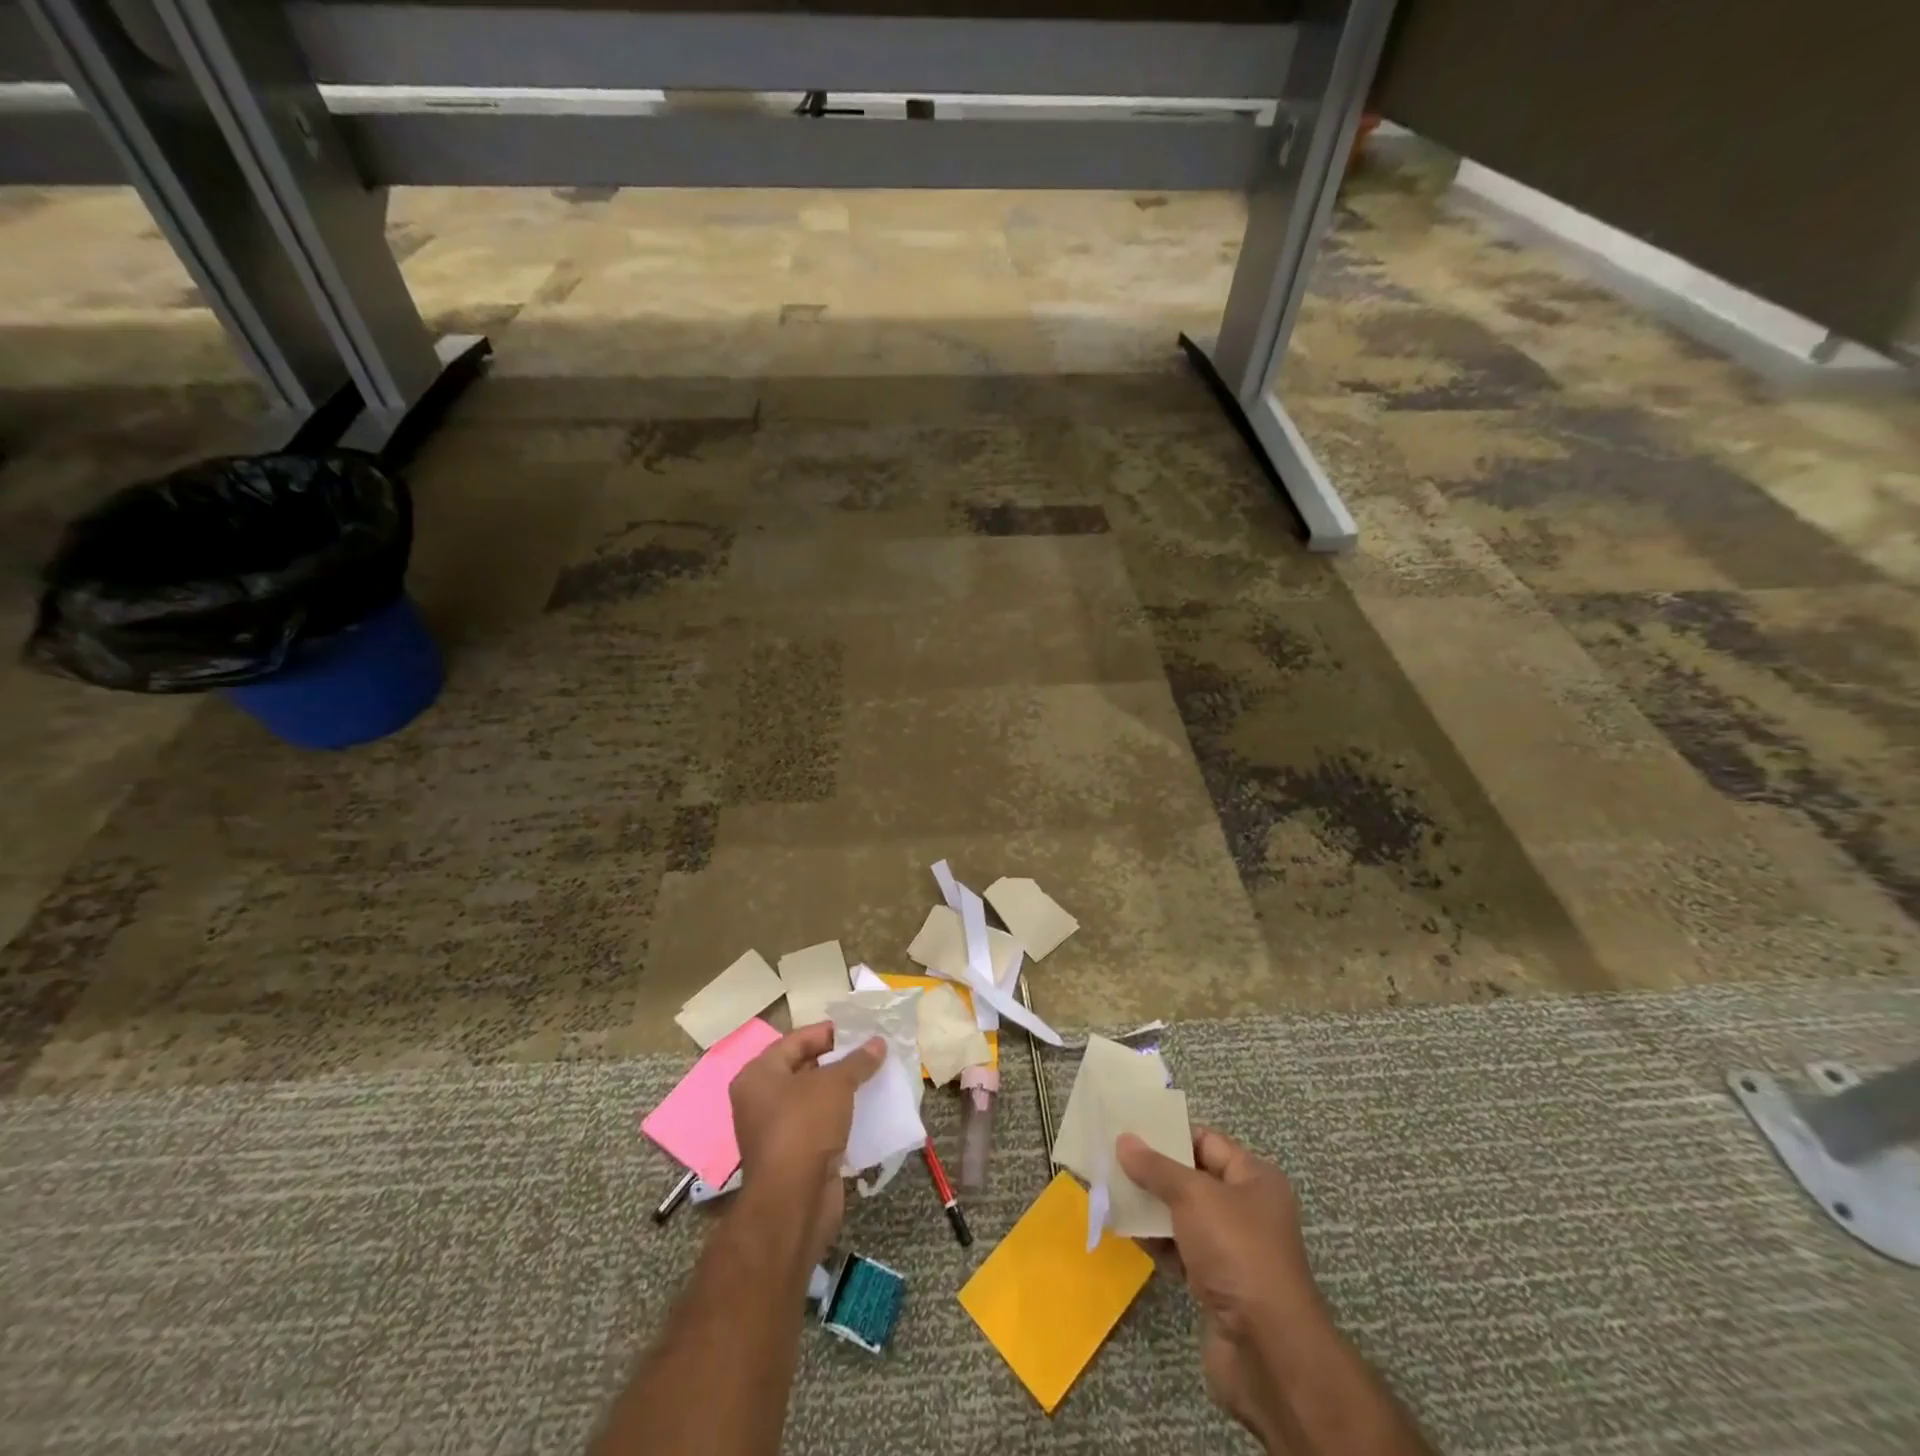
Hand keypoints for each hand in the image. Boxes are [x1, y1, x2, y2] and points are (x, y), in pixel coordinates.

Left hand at [729, 1024, 884, 1264]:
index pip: (796, 1040)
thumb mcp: (835, 1084)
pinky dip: (843, 1116)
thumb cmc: (805, 1127)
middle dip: (839, 1060)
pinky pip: (821, 1124)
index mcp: (758, 1075)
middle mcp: (761, 1099)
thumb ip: (857, 1061)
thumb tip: (878, 1043)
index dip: (829, 1032)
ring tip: (876, 1075)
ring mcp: (777, 1130)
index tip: (860, 1029)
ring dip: (843, 1089)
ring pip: (815, 1099)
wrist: (794, 1202)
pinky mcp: (795, 1155)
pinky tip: (869, 1108)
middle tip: (872, 1051)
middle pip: (805, 1068)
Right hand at [1118, 1127, 1330, 1445]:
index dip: (1169, 1134)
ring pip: (1183, 1216)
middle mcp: (1246, 1208)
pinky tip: (1125, 1231)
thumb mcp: (1193, 1196)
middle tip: (1110, 1159)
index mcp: (1254, 1178)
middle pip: (1192, 1178)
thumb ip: (1156, 1167)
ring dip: (1150, 1207)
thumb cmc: (1236, 1252)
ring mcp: (1232, 1249)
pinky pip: (1180, 1249)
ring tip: (1108, 1191)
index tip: (1129, 1128)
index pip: (1206, 1141)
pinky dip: (1156, 1241)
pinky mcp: (1216, 1283)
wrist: (1266, 1351)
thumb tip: (1124, 1140)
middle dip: (1153, 1171)